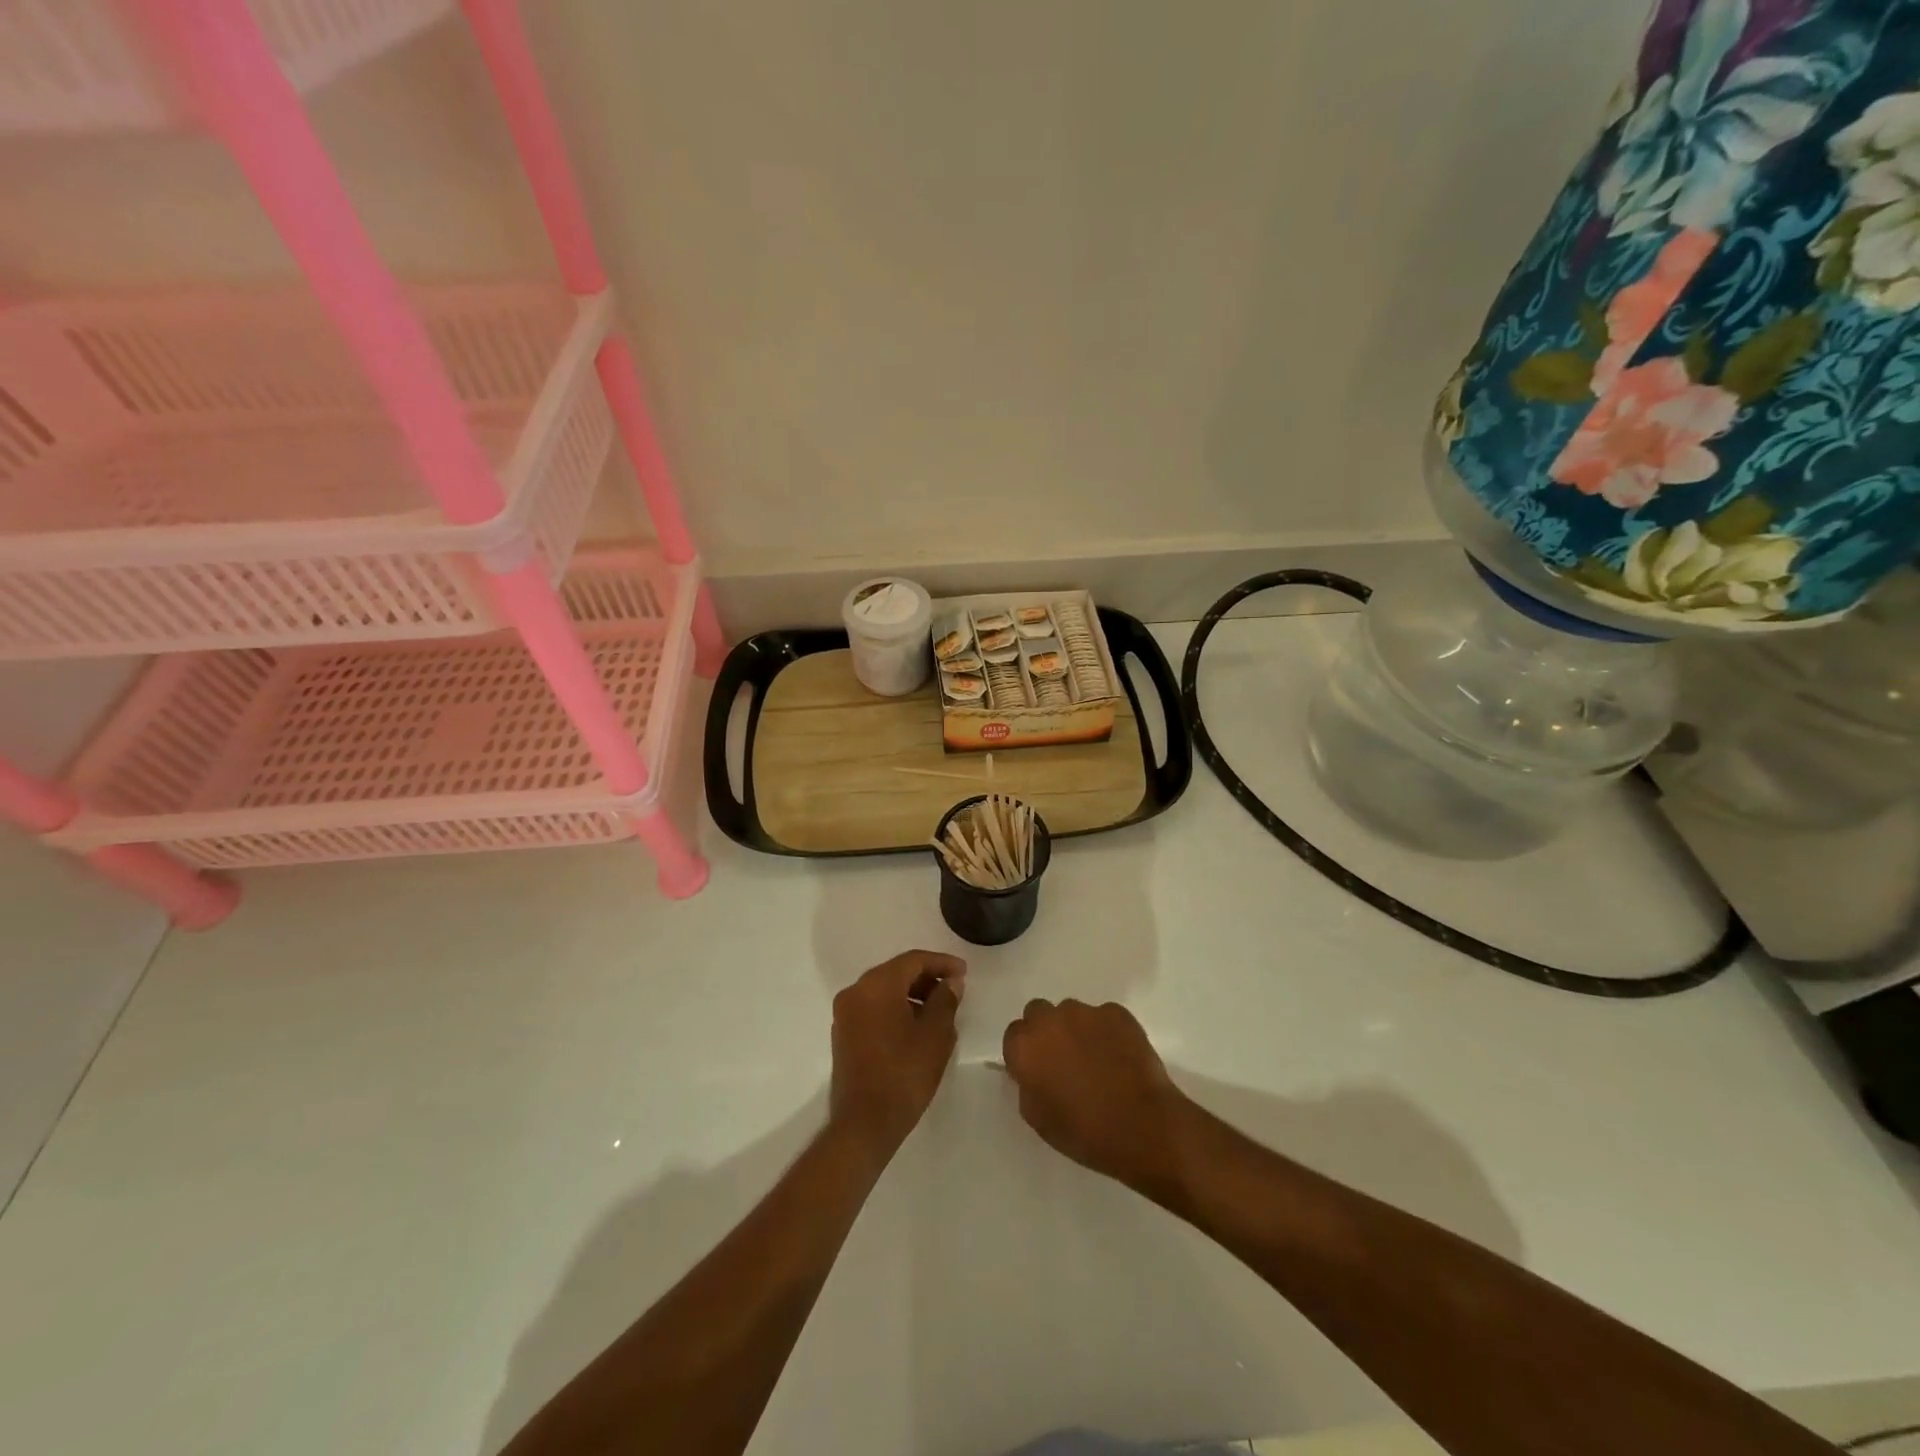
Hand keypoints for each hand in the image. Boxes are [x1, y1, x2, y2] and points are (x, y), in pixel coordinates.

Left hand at [829, 951, 965, 1160]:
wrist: (865, 1123)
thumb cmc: (904, 1074)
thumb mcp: (935, 1034)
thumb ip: (945, 1000)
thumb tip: (950, 982)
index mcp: (877, 985)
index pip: (913, 960)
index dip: (942, 963)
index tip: (964, 972)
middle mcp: (856, 991)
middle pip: (896, 973)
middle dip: (926, 978)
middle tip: (953, 990)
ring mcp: (845, 1013)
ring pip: (884, 991)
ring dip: (911, 995)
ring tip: (939, 1011)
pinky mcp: (843, 1034)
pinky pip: (873, 1008)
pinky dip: (895, 1009)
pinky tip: (916, 1027)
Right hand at [1001, 999, 1192, 1192]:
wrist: (1142, 1127)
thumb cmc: (1084, 1132)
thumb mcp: (1037, 1118)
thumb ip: (1027, 1084)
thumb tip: (1033, 1070)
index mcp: (1025, 1046)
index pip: (1014, 1034)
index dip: (1027, 1052)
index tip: (1039, 1069)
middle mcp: (1050, 1020)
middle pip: (1039, 1012)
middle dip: (1047, 1030)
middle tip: (1064, 1059)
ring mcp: (1086, 1012)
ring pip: (1072, 1012)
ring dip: (1077, 1029)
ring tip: (1097, 1059)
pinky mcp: (1116, 1012)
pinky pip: (1104, 1017)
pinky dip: (1107, 1032)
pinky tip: (1120, 1057)